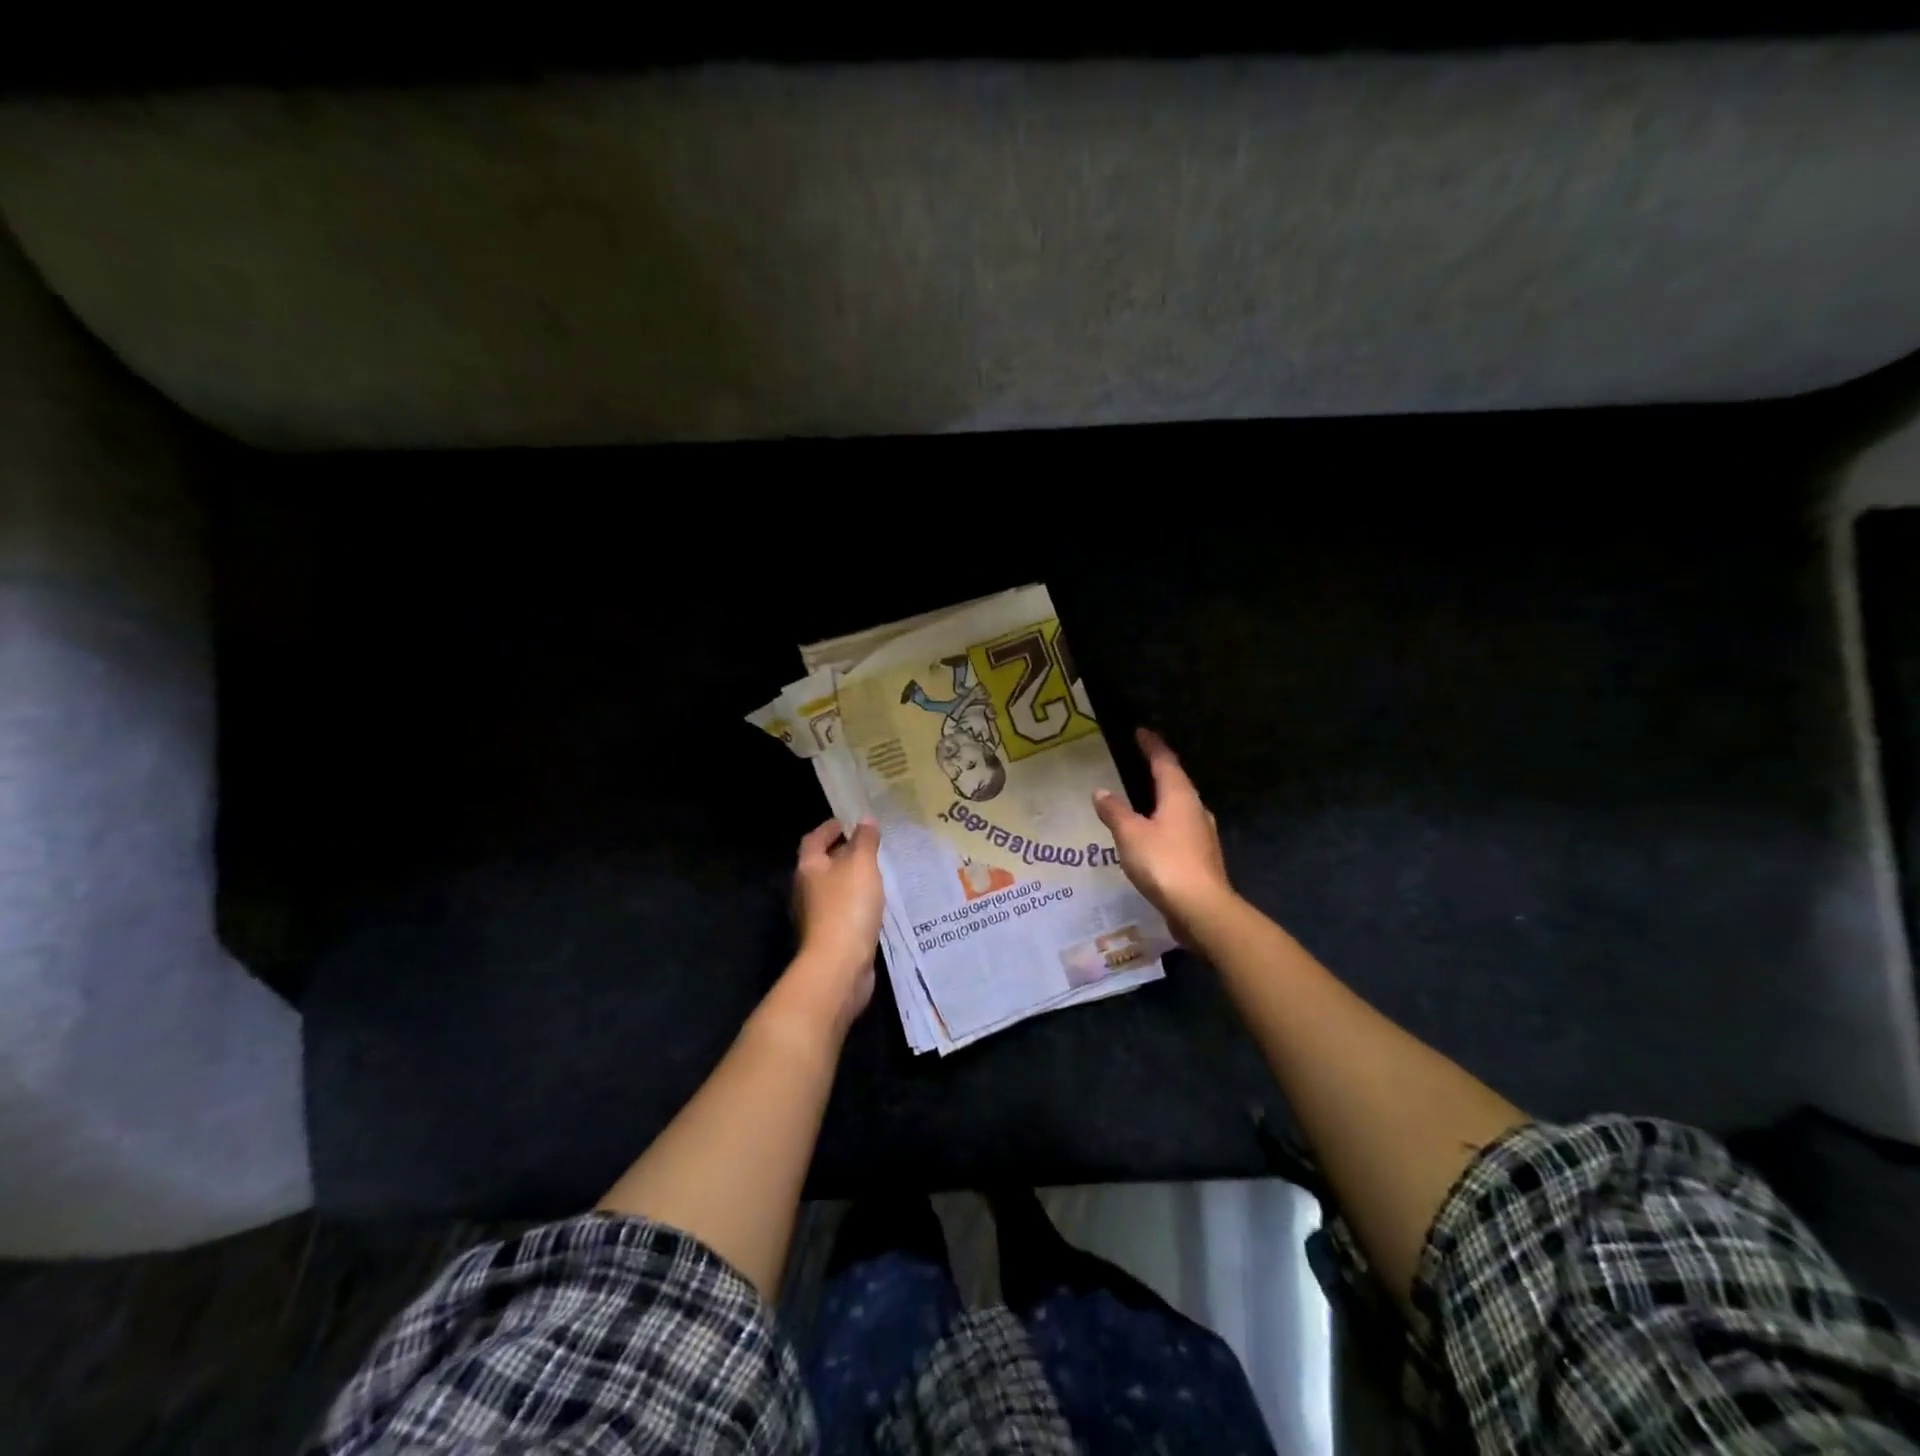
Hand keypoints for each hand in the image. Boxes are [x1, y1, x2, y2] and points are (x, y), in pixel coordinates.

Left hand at [788, 817, 883, 1027]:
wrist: (839, 965)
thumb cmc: (847, 907)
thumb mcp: (861, 865)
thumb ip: (864, 841)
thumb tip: (864, 819)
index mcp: (809, 868)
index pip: (814, 839)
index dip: (830, 827)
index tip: (850, 821)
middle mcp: (806, 890)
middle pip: (822, 864)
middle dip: (842, 853)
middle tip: (870, 845)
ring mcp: (816, 916)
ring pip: (833, 889)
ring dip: (851, 880)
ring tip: (877, 873)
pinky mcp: (830, 937)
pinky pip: (843, 911)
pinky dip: (857, 903)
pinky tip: (875, 904)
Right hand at [1093, 728, 1233, 932]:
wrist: (1201, 909)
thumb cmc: (1164, 863)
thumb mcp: (1130, 834)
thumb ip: (1115, 811)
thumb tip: (1101, 791)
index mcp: (1180, 796)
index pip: (1165, 761)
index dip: (1152, 746)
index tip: (1140, 732)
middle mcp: (1195, 809)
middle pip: (1177, 782)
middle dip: (1159, 770)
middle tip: (1140, 760)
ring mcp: (1202, 834)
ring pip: (1180, 807)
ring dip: (1163, 798)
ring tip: (1143, 796)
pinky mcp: (1201, 857)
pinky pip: (1179, 829)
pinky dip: (1165, 822)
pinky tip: (1153, 833)